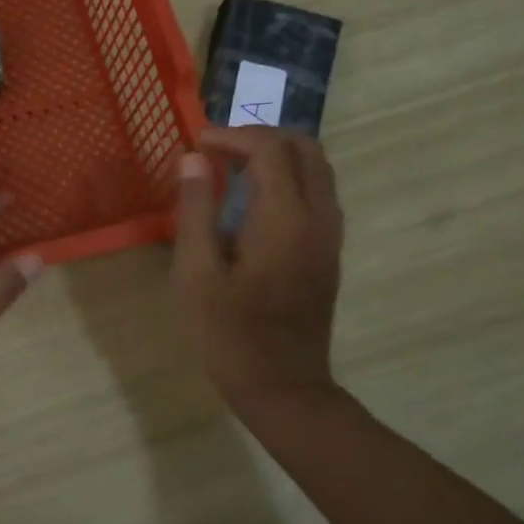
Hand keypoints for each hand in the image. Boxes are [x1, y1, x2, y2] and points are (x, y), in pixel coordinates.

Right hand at [172, 127, 344, 417]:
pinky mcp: (329, 251)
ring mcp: (330, 235)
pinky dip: (289, 177)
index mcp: (285, 218)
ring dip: (276, 155)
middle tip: (216, 151)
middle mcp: (318, 217)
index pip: (269, 148)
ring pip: (317, 168)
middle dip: (259, 137)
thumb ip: (195, 209)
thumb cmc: (228, 333)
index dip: (232, 136)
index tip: (196, 145)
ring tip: (231, 169)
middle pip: (304, 147)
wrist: (283, 387)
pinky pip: (318, 192)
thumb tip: (193, 159)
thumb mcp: (195, 273)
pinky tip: (253, 200)